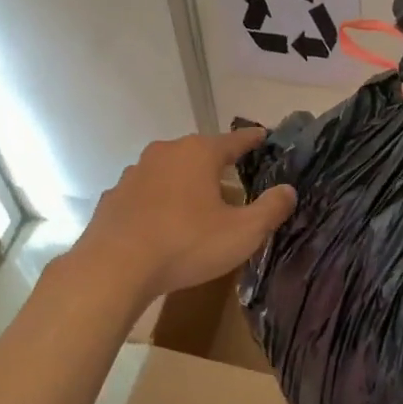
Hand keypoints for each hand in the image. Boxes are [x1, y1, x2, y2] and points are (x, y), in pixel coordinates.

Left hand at [73, 127, 297, 302]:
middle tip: (234, 182)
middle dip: (217, 165)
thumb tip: (288, 190)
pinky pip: (146, 194)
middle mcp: (165, 153)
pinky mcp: (114, 197)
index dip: (252, 140)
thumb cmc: (186, 244)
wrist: (114, 267)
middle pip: (199, 153)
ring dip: (185, 184)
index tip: (264, 136)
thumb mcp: (242, 233)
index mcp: (198, 153)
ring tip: (198, 207)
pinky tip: (162, 224)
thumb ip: (270, 209)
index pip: (234, 140)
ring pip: (170, 172)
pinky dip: (158, 203)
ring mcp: (134, 173)